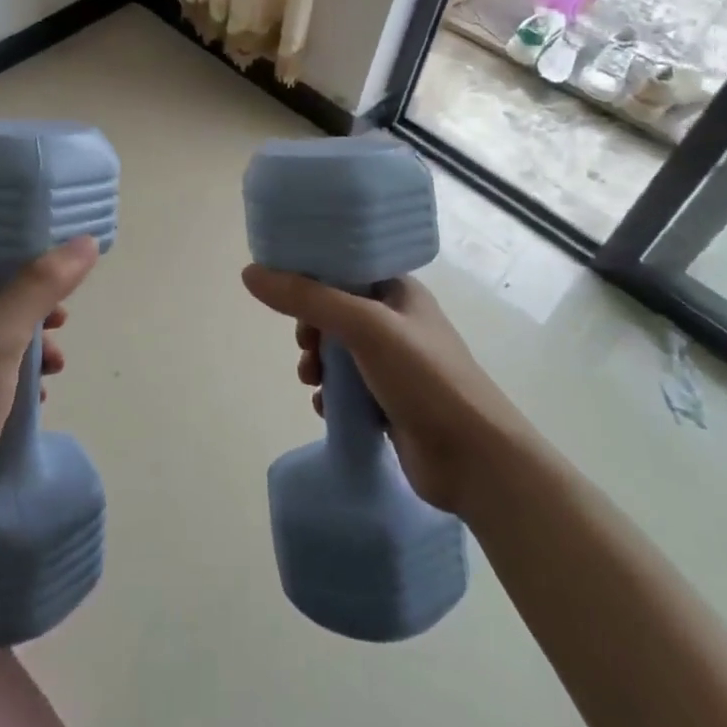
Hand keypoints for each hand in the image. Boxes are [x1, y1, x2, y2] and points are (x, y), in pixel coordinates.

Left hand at [0, 237, 98, 552]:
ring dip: (36, 343)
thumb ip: (40, 287)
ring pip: (8, 337)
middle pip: (2, 294)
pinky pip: (6, 376)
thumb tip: (85, 242)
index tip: (59, 253)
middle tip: (64, 315)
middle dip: (38, 302)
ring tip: (57, 362)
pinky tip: (42, 397)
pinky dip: (27, 378)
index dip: (20, 249)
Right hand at [241, 267, 528, 517]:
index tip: (284, 291)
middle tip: (306, 345)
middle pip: (335, 309)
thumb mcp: (362, 326)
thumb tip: (250, 273)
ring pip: (338, 350)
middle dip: (311, 326)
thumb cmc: (424, 377)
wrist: (475, 460)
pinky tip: (324, 407)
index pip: (344, 266)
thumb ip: (307, 299)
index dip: (311, 275)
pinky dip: (330, 393)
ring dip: (317, 361)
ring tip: (311, 379)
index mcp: (398, 290)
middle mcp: (396, 320)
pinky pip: (346, 386)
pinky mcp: (389, 400)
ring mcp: (394, 363)